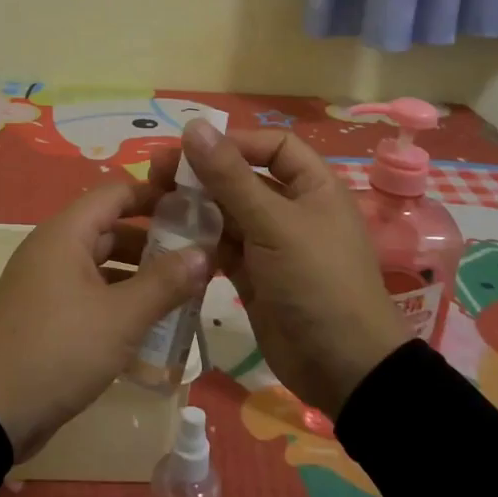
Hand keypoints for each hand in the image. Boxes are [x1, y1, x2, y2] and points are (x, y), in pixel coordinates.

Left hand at [0, 180, 209, 460]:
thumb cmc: (59, 350)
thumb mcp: (120, 318)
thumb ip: (164, 283)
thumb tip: (204, 252)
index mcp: (65, 235)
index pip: (115, 193)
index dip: (155, 195)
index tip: (196, 206)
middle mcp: (53, 249)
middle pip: (110, 229)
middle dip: (154, 241)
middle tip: (200, 257)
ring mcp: (47, 283)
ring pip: (102, 265)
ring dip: (140, 275)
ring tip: (185, 292)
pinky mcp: (46, 315)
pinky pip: (90, 293)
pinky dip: (119, 300)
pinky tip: (151, 324)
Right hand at [155, 119, 403, 418]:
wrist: (343, 370)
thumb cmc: (317, 283)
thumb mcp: (274, 225)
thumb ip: (231, 177)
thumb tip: (194, 126)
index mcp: (313, 187)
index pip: (273, 146)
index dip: (235, 142)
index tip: (193, 150)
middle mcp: (292, 209)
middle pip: (243, 177)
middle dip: (203, 173)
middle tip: (157, 172)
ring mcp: (272, 244)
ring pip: (227, 213)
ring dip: (194, 206)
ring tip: (154, 202)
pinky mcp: (254, 275)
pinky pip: (221, 246)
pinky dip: (198, 240)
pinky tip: (168, 237)